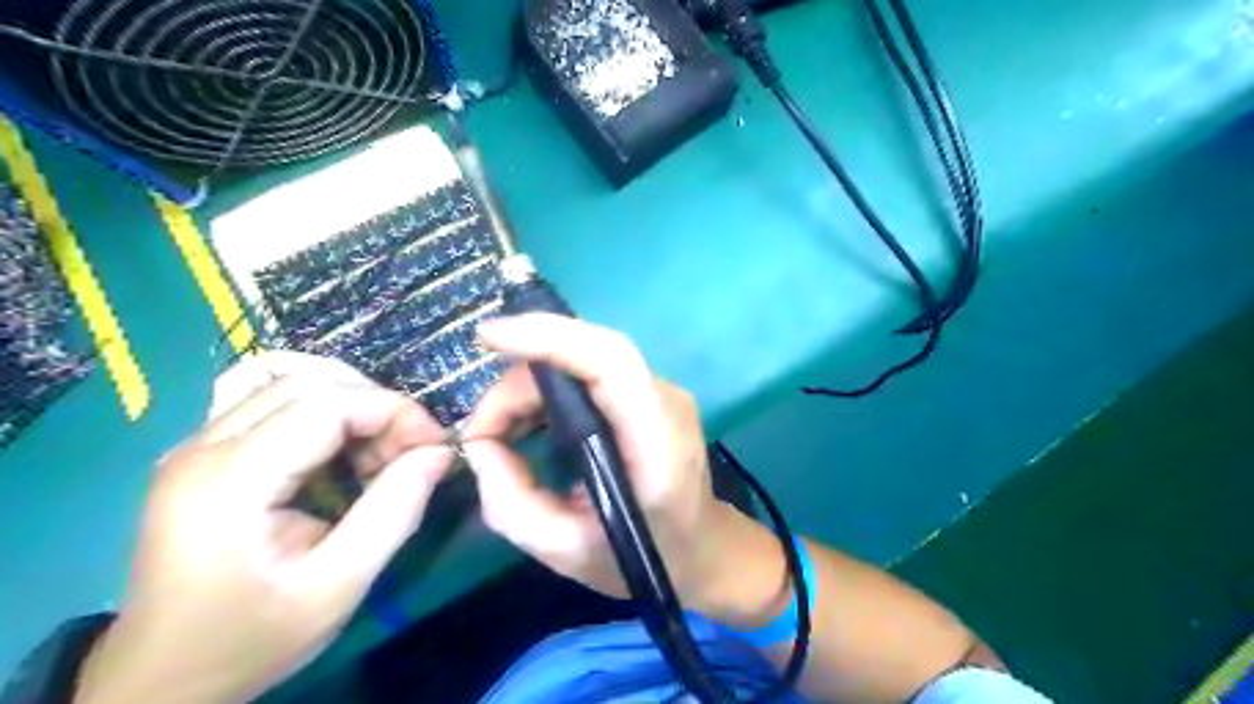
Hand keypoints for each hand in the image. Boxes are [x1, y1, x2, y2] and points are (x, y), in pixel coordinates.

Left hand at [75, 355, 452, 703]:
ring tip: (377, 455)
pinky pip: (274, 404)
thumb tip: (441, 453)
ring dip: (351, 407)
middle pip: (309, 382)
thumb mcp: (338, 585)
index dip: (393, 410)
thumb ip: (395, 512)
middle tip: (409, 453)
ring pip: (292, 384)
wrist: (162, 680)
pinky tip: (340, 456)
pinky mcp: (203, 454)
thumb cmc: (252, 638)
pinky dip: (324, 415)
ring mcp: (196, 446)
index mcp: (229, 482)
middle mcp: (203, 447)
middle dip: (375, 406)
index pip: (326, 404)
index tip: (435, 445)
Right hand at [465, 315, 785, 626]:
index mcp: (657, 442)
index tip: (489, 338)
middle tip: (481, 429)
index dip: (550, 337)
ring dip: (530, 386)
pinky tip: (525, 422)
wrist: (702, 547)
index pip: (611, 362)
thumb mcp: (565, 552)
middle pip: (587, 356)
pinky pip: (589, 374)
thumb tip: (478, 444)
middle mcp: (665, 400)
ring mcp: (660, 391)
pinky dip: (547, 391)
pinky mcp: (647, 393)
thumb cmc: (643, 557)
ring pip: (584, 360)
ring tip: (496, 430)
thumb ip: (511, 503)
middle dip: (521, 382)